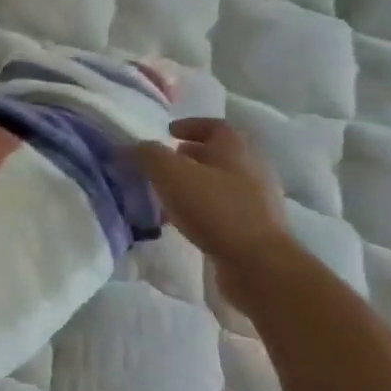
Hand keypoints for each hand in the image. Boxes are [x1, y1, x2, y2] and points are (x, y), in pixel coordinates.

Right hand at [138, 120, 292, 305]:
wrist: (258, 264)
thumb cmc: (214, 208)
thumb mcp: (170, 174)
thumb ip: (148, 154)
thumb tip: (133, 146)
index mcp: (235, 149)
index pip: (214, 126)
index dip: (190, 126)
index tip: (167, 133)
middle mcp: (251, 170)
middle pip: (218, 155)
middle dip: (189, 156)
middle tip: (163, 164)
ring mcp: (257, 201)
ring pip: (220, 183)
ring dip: (194, 184)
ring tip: (167, 194)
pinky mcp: (255, 229)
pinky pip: (223, 209)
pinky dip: (201, 208)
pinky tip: (182, 221)